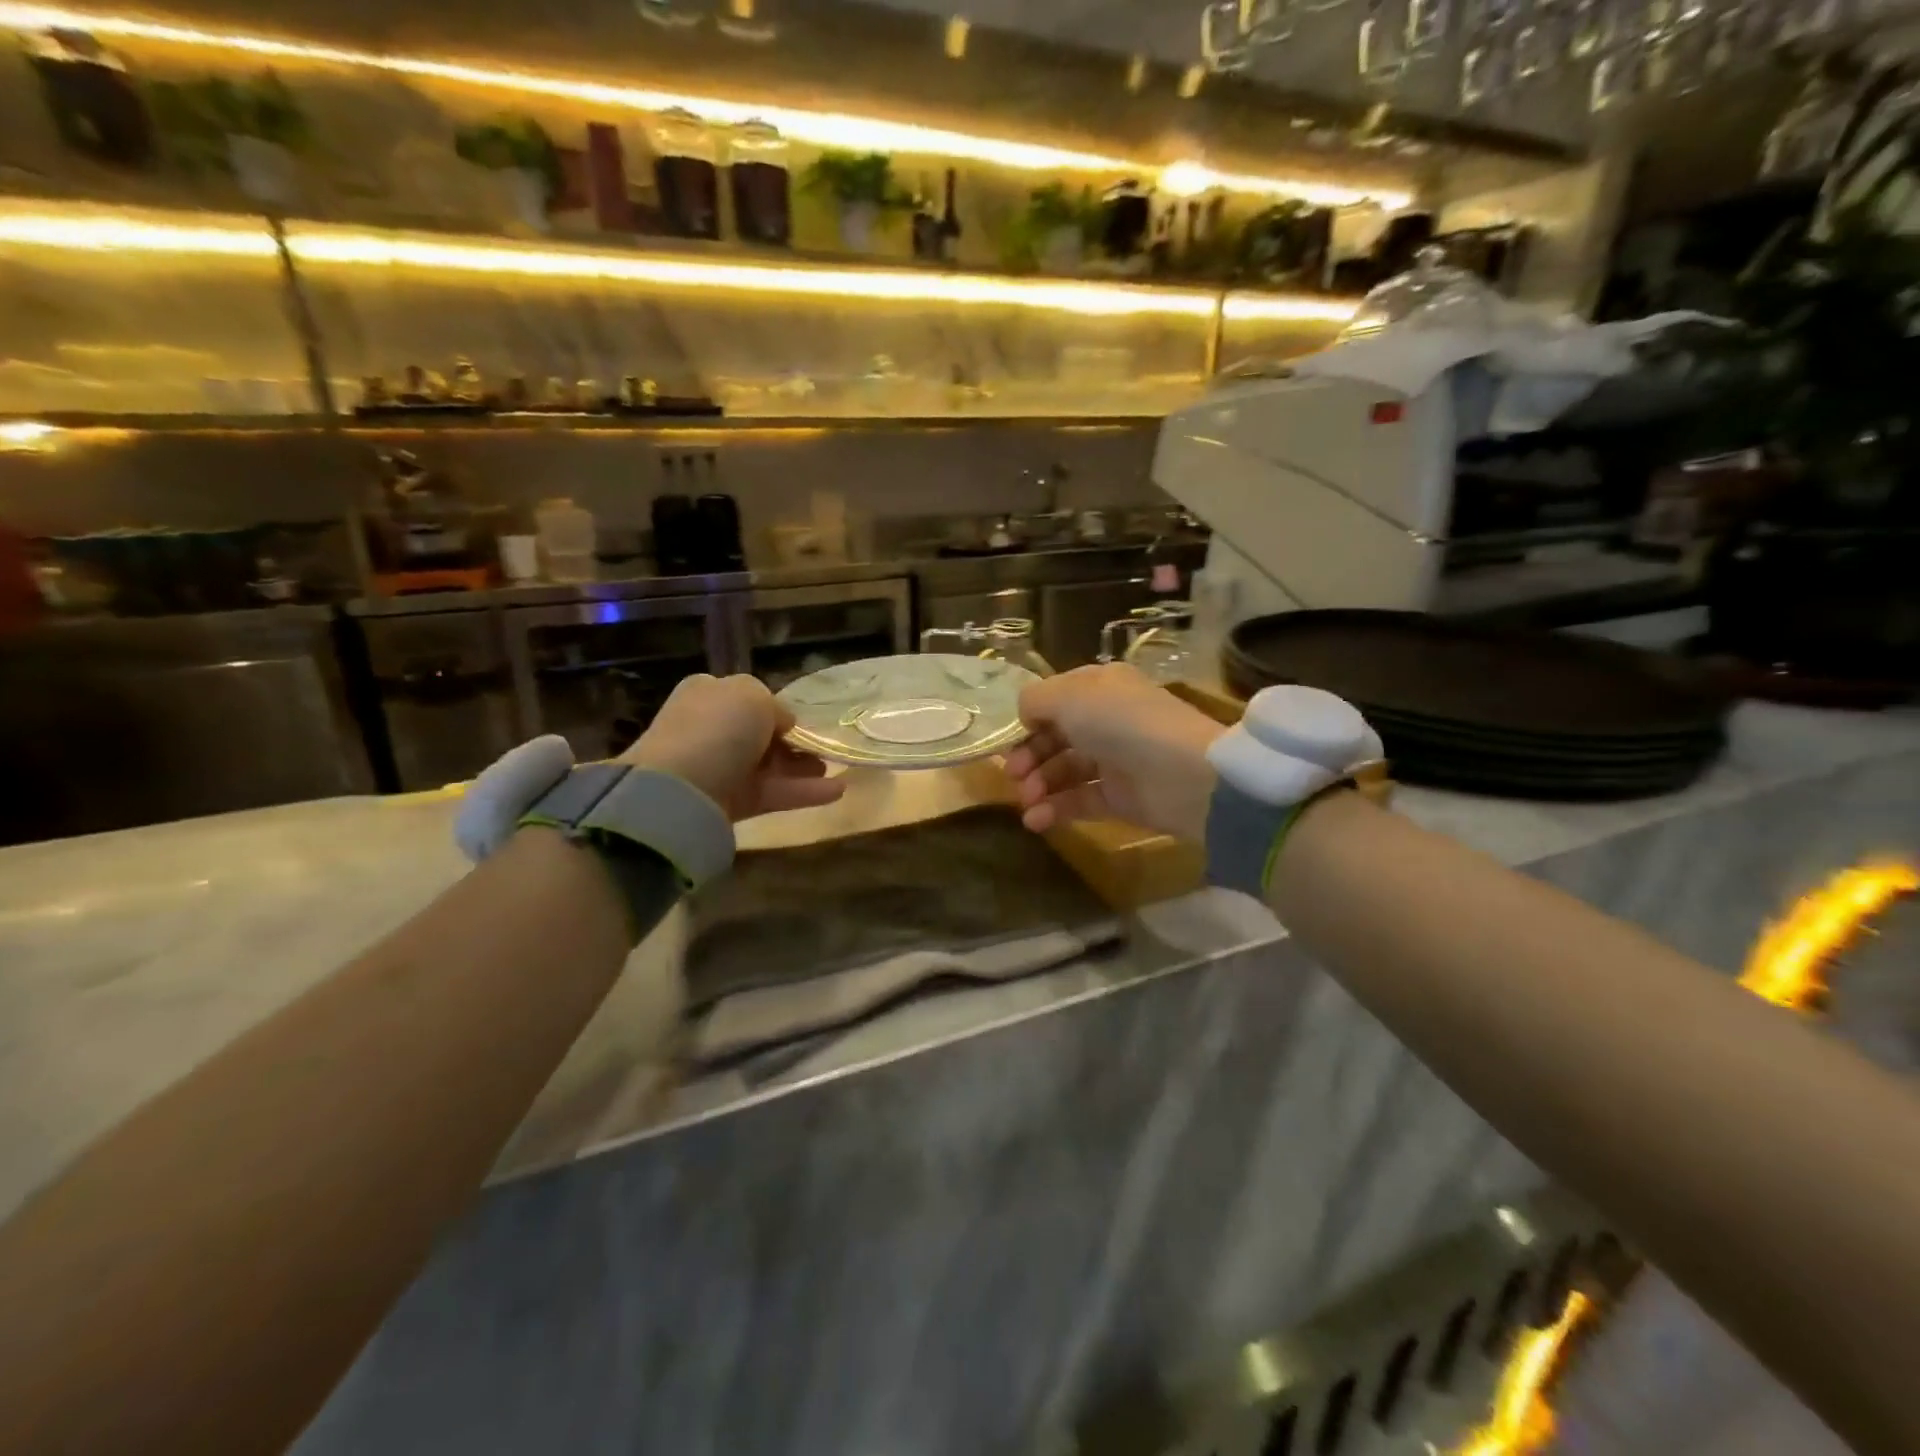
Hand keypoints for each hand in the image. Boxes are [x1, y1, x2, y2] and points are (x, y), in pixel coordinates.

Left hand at [619, 674, 843, 821]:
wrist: (680, 789)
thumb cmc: (718, 728)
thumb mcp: (752, 694)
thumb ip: (774, 705)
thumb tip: (782, 724)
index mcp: (707, 694)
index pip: (745, 697)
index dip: (774, 708)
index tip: (800, 720)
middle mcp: (710, 729)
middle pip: (759, 734)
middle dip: (792, 741)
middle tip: (821, 747)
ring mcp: (719, 768)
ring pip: (768, 765)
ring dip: (803, 767)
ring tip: (834, 768)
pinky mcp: (731, 803)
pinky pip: (773, 794)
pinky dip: (804, 792)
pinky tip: (837, 791)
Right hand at [1003, 663, 1224, 842]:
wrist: (1185, 774)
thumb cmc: (1121, 723)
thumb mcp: (1069, 696)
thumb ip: (1035, 701)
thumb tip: (1025, 716)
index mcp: (1098, 687)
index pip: (1054, 701)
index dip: (1029, 720)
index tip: (1011, 740)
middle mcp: (1106, 720)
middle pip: (1055, 738)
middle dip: (1029, 756)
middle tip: (1014, 776)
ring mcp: (1114, 760)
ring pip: (1065, 771)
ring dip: (1039, 785)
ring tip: (1027, 801)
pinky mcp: (1120, 798)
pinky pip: (1079, 801)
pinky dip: (1055, 809)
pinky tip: (1035, 820)